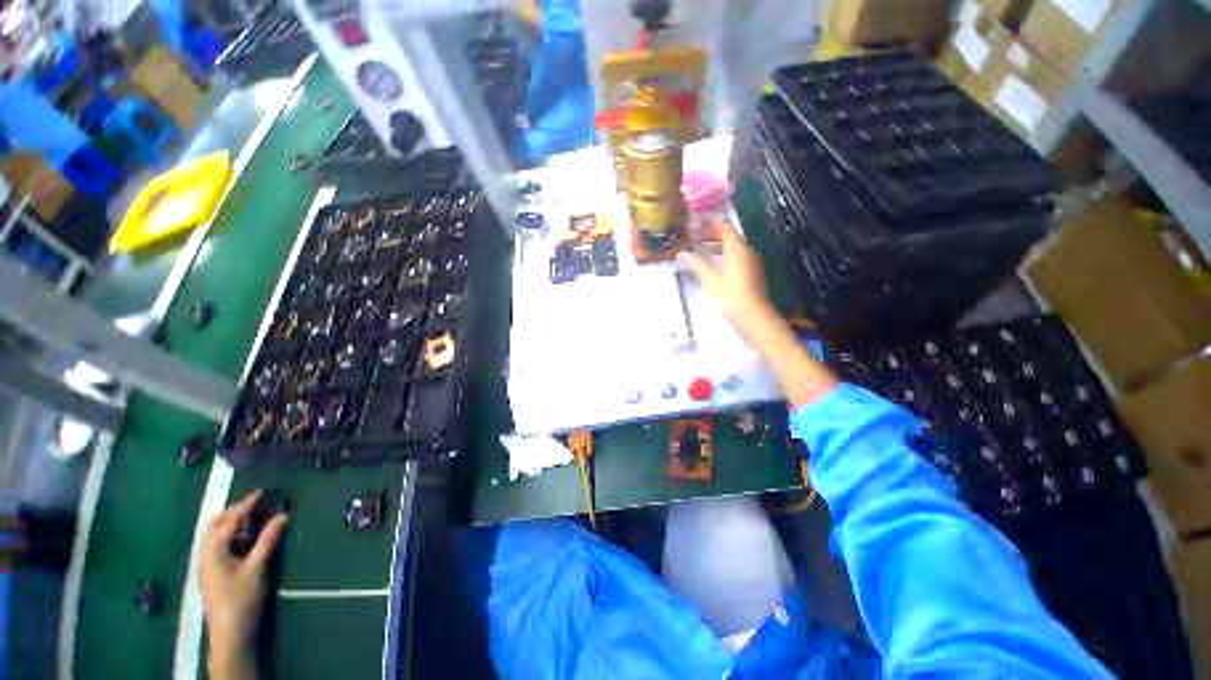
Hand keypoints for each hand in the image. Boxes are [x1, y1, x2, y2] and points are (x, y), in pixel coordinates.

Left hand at [200, 490, 286, 678]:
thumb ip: (268, 540)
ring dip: (232, 523)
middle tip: (257, 505)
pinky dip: (232, 535)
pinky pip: (219, 544)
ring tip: (254, 519)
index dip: (246, 504)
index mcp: (214, 549)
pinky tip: (246, 539)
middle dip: (234, 511)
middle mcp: (206, 553)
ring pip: (216, 535)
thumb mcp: (257, 568)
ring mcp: (207, 563)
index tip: (263, 492)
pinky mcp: (213, 572)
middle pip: (216, 524)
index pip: (230, 520)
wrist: (230, 633)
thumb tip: (283, 515)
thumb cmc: (242, 598)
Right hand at [679, 218, 774, 334]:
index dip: (710, 222)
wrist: (754, 316)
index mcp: (737, 248)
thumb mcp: (711, 280)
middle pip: (730, 235)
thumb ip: (697, 264)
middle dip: (712, 232)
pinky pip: (737, 255)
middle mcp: (747, 251)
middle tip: (694, 232)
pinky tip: (713, 260)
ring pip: (733, 245)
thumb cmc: (731, 296)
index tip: (695, 221)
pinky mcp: (752, 271)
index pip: (725, 226)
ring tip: (700, 245)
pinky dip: (724, 253)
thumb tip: (682, 253)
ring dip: (717, 243)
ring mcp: (751, 261)